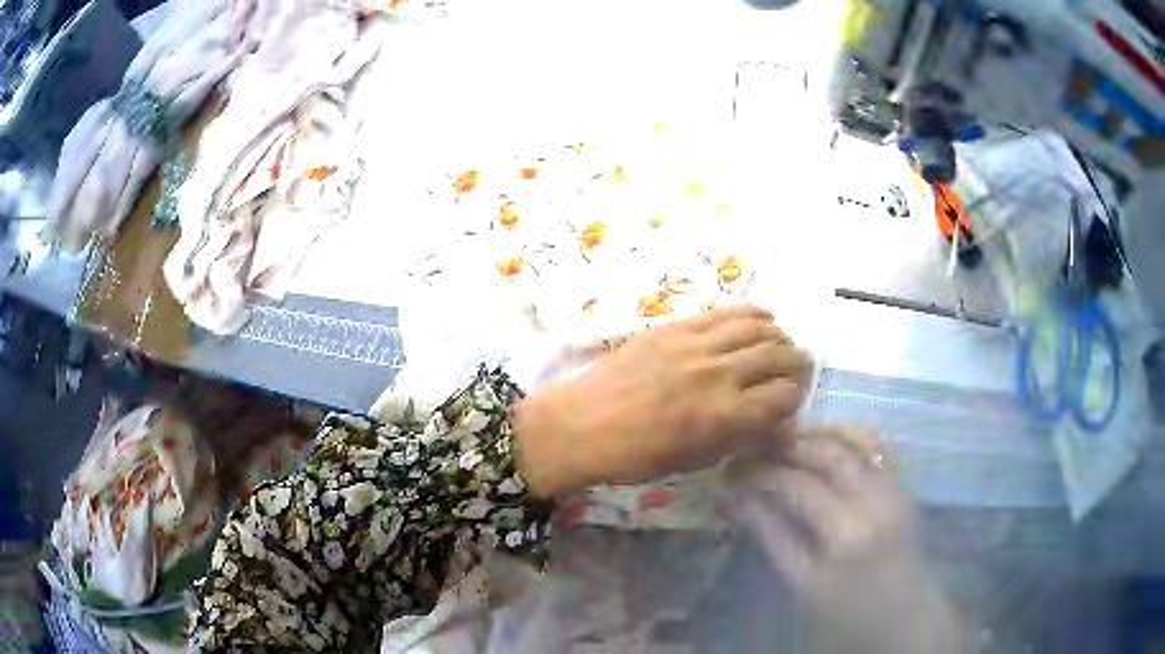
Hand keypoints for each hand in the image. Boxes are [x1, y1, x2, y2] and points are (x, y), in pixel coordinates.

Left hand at [514, 305, 812, 496]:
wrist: (582, 425)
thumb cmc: (636, 456)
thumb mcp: (695, 460)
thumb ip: (738, 435)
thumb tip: (770, 419)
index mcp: (725, 416)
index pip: (785, 396)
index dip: (795, 398)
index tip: (791, 400)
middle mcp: (720, 374)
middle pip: (779, 355)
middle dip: (797, 363)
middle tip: (798, 368)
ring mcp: (697, 344)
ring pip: (758, 327)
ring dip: (778, 335)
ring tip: (780, 343)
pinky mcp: (677, 326)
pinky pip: (726, 311)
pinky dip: (752, 313)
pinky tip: (762, 318)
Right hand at [736, 427, 967, 653]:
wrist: (905, 617)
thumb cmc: (848, 613)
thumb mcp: (803, 585)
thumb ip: (773, 537)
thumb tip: (738, 500)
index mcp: (846, 533)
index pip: (796, 485)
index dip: (760, 473)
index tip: (732, 470)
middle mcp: (875, 500)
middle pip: (827, 453)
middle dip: (786, 444)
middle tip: (756, 447)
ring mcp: (894, 488)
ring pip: (856, 439)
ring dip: (818, 433)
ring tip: (787, 438)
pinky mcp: (904, 485)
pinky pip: (877, 446)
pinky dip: (850, 435)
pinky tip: (828, 439)